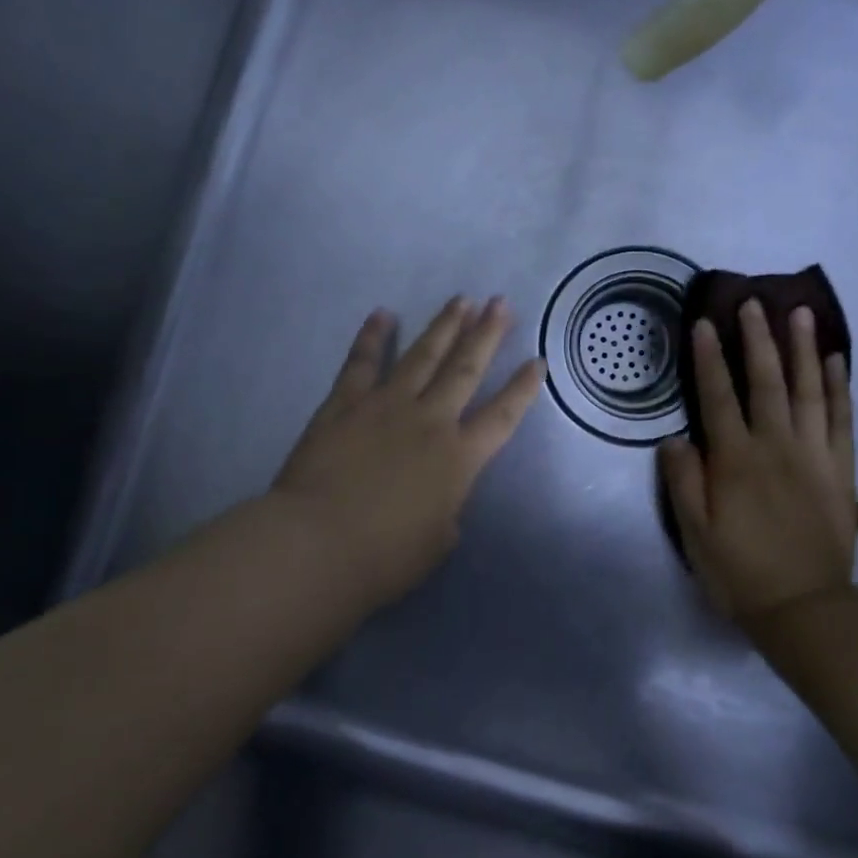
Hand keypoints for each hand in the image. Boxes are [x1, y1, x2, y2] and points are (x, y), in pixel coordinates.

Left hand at [272, 297, 544, 604]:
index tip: (539, 361)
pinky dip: (372, 337)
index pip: (503, 415)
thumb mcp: (436, 544)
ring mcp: (386, 405)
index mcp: (459, 457)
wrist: (318, 545)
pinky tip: (382, 314)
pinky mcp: (345, 404)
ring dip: (444, 326)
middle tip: (500, 303)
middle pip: (466, 369)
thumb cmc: (384, 557)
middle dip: (487, 334)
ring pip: (423, 356)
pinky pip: (362, 362)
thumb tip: (440, 504)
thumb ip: (446, 514)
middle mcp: (430, 420)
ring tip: (461, 300)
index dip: (523, 388)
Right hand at [660, 300, 857, 624]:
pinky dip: (838, 387)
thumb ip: (682, 481)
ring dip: (802, 348)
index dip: (709, 358)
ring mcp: (814, 454)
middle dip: (757, 338)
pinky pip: (842, 419)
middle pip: (766, 381)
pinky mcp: (841, 468)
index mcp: (735, 460)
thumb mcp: (694, 533)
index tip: (705, 323)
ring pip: (808, 390)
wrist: (804, 608)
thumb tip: (674, 437)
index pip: (718, 397)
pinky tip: (835, 361)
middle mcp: (776, 446)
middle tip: (752, 301)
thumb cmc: (740, 570)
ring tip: (798, 312)